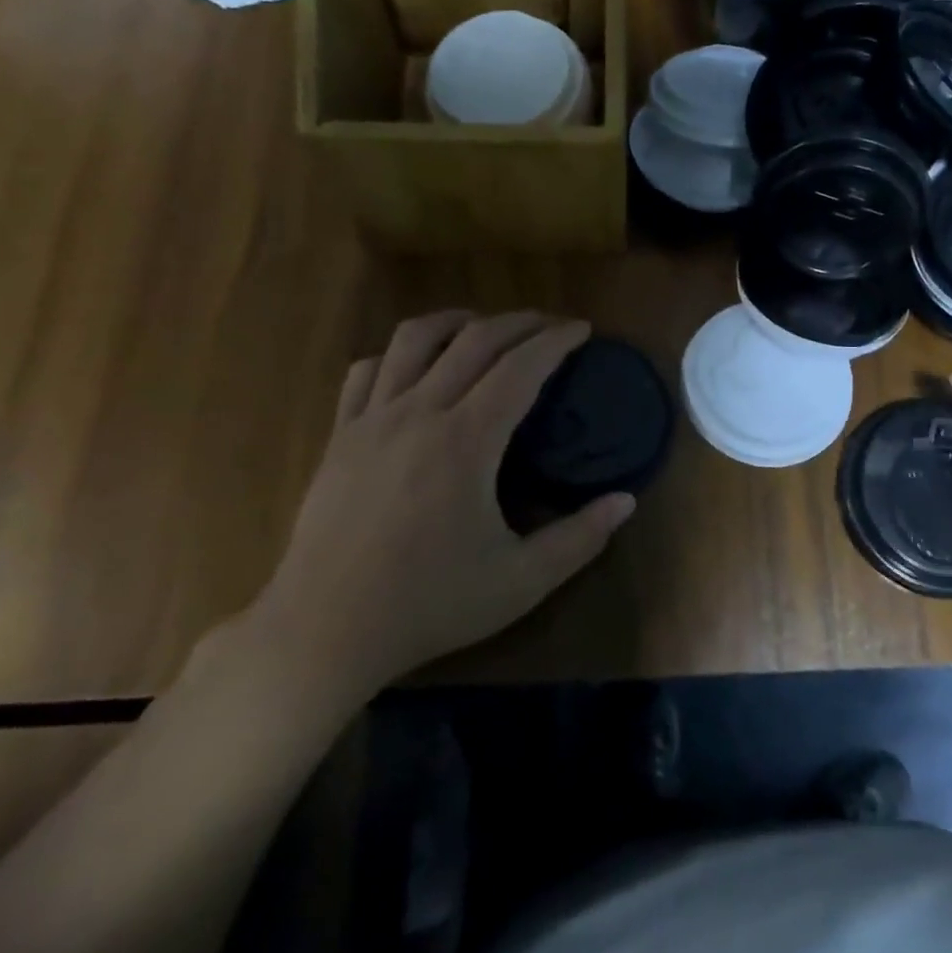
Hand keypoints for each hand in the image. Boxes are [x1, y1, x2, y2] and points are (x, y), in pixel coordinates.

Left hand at [253, 311, 635, 700]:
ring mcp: (371, 420)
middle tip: (549, 325)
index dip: (556, 341)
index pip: (520, 367)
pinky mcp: (339, 436)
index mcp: (466, 441)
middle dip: (518, 322)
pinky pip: (368, 371)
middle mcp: (418, 413)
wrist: (325, 631)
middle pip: (473, 340)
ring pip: (413, 339)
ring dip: (456, 321)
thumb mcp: (521, 582)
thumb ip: (580, 538)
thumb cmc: (429, 605)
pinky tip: (415, 367)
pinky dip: (399, 354)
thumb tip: (626, 501)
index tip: (582, 329)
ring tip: (484, 327)